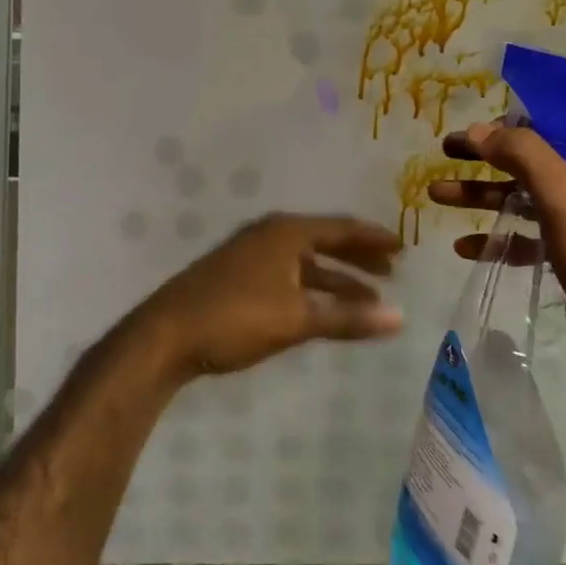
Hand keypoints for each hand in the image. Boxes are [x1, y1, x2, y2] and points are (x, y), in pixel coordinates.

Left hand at [143, 213, 403, 380]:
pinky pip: (287, 275)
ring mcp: (250, 254)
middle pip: (325, 241)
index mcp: (287, 232)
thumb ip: (348, 318)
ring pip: (305, 262)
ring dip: (336, 279)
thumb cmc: (235, 318)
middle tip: (390, 273)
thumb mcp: (296, 319)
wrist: (164, 336)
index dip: (374, 239)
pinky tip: (321, 310)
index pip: (342, 228)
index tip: (402, 247)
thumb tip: (400, 318)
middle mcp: (270, 234)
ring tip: (366, 300)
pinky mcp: (236, 276)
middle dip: (358, 258)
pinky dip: (311, 289)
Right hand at [428, 123, 565, 396]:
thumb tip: (478, 130)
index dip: (517, 115)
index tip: (480, 120)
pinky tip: (465, 247)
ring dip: (485, 194)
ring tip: (437, 193)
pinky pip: (531, 234)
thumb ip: (520, 152)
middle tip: (447, 149)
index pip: (559, 116)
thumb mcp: (561, 191)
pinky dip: (501, 237)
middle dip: (488, 155)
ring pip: (527, 194)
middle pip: (534, 155)